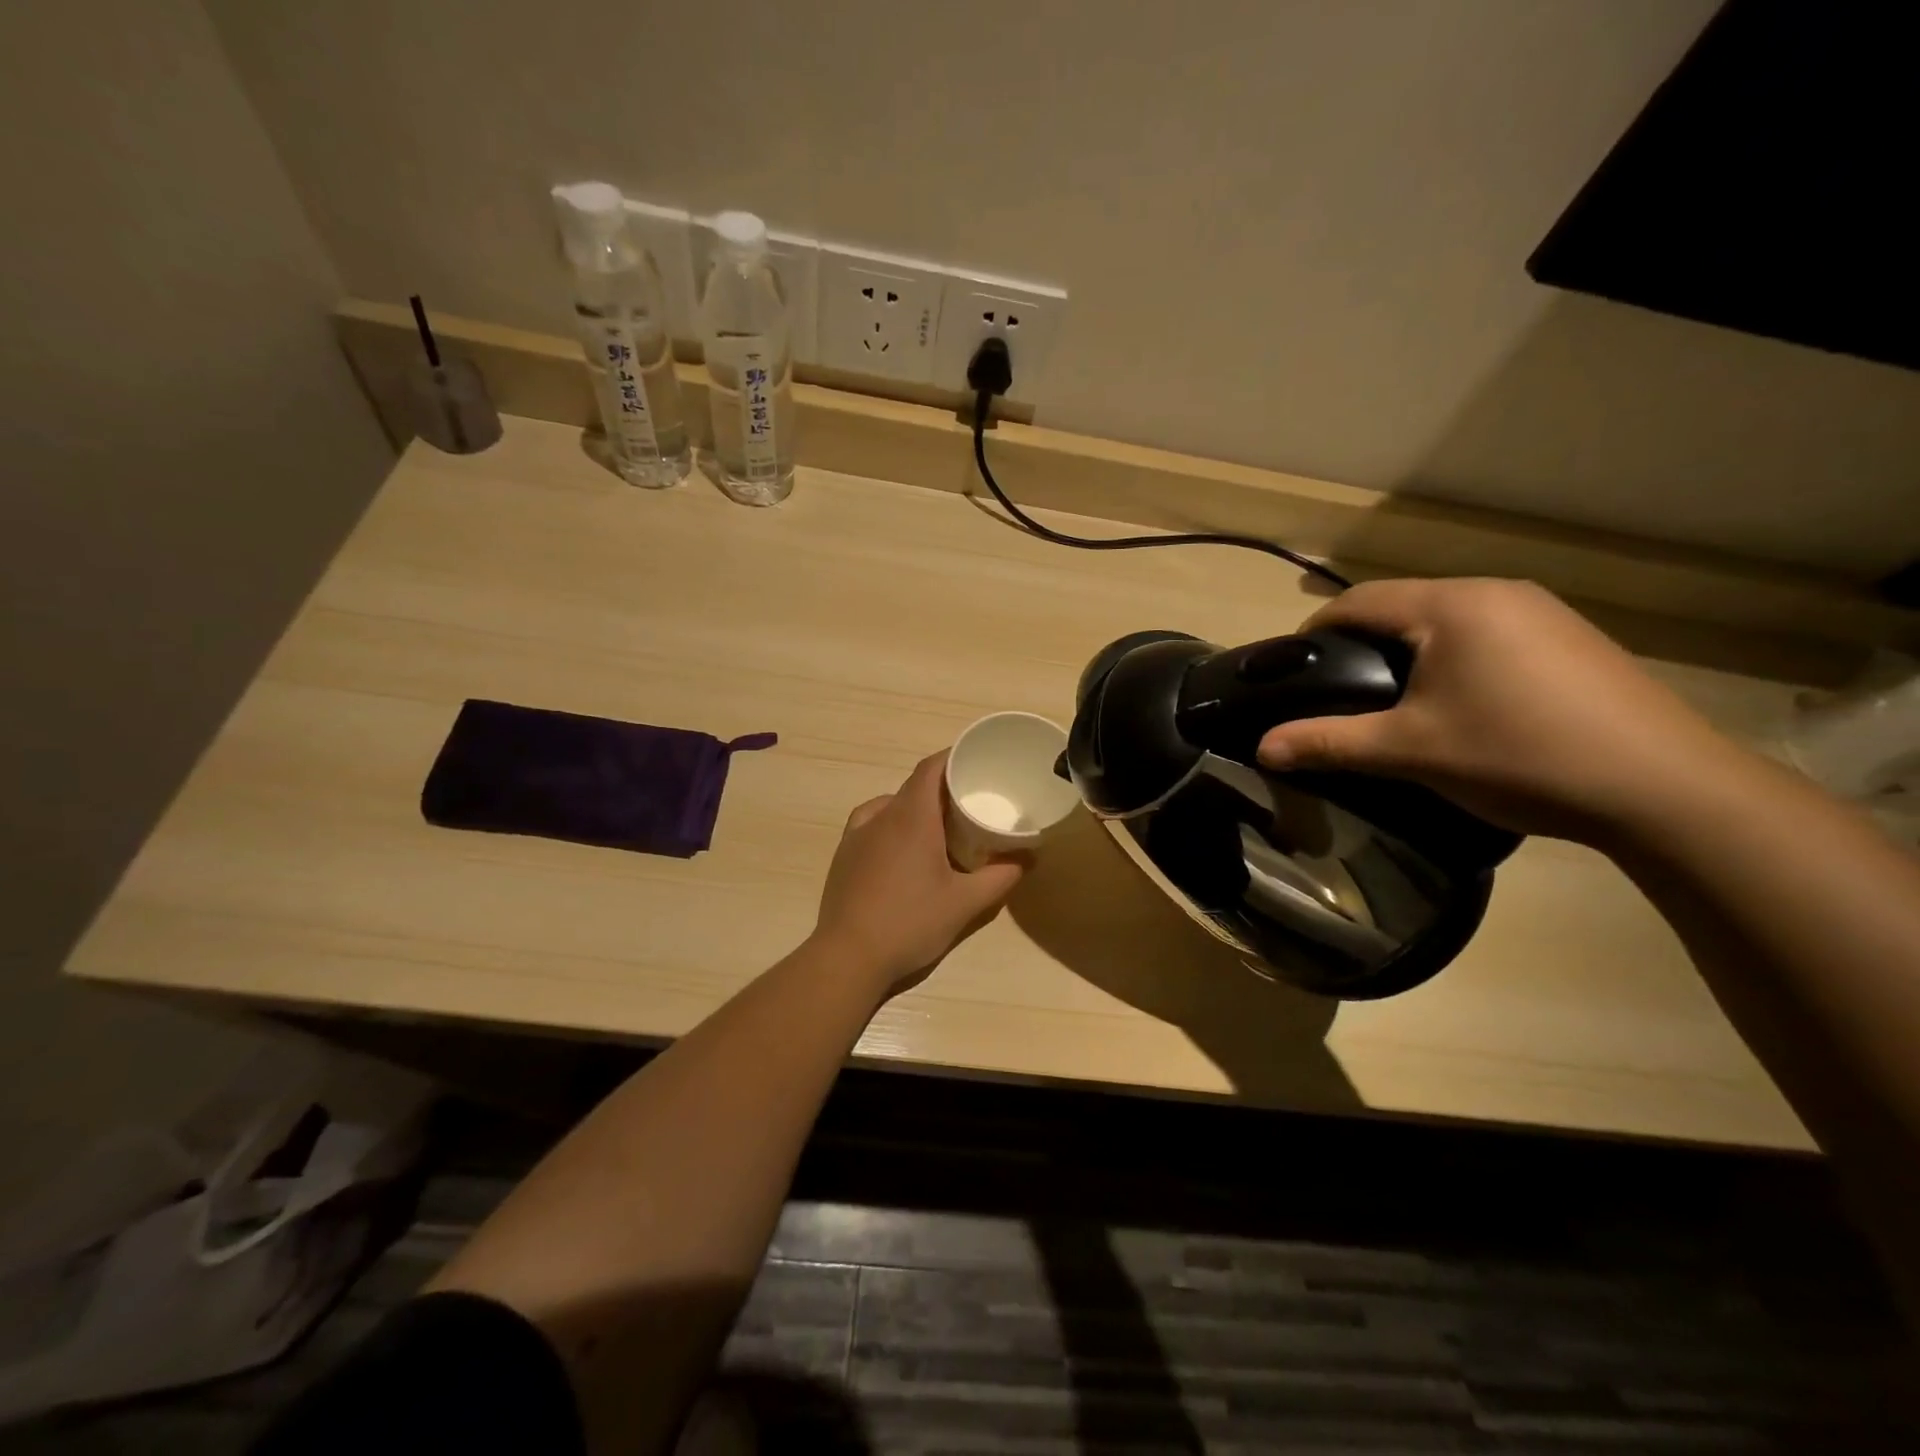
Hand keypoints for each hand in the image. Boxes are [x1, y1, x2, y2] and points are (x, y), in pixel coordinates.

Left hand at [813, 752, 1026, 993]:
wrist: (848, 957)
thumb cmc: (910, 923)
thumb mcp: (965, 903)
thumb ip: (1001, 877)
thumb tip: (1028, 858)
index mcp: (912, 817)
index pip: (931, 768)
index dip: (953, 758)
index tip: (976, 761)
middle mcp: (881, 816)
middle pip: (914, 786)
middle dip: (942, 787)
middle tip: (970, 802)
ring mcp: (857, 834)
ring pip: (891, 804)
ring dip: (916, 807)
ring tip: (939, 827)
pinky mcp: (844, 855)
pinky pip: (872, 823)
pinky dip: (892, 824)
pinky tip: (902, 848)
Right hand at [1256, 578, 1744, 841]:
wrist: (1662, 788)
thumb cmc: (1517, 755)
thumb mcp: (1409, 751)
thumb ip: (1328, 742)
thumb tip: (1260, 748)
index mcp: (1451, 606)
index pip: (1358, 601)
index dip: (1314, 631)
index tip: (1291, 670)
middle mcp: (1496, 592)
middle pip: (1401, 605)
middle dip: (1359, 643)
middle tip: (1337, 692)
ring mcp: (1540, 612)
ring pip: (1445, 620)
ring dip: (1407, 651)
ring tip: (1392, 701)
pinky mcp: (1569, 638)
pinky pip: (1486, 634)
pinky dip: (1451, 658)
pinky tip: (1459, 703)